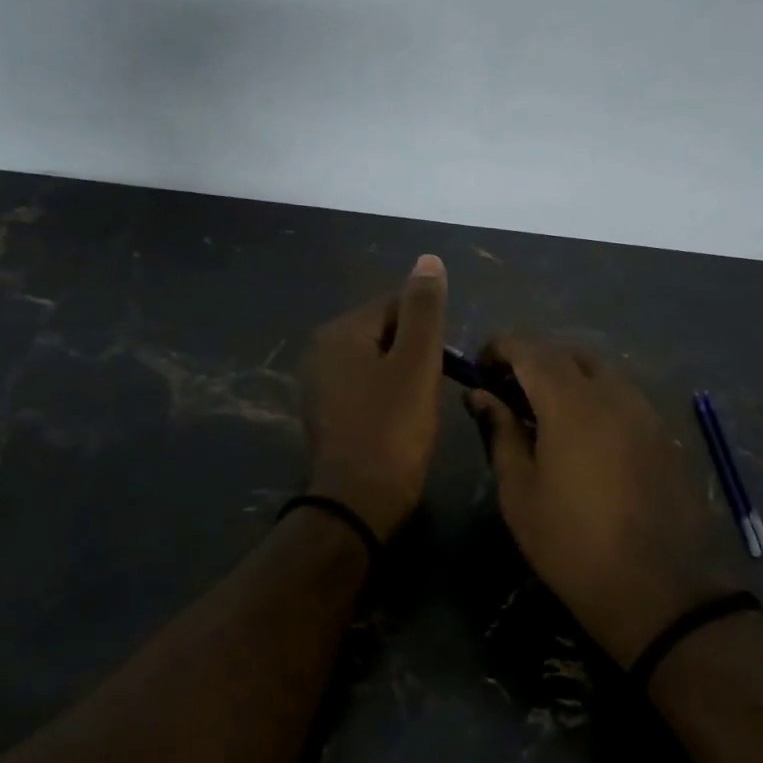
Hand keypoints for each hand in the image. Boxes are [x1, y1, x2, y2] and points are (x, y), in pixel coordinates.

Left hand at [300, 255, 448, 540]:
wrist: (358, 502)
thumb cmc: (392, 427)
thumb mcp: (417, 362)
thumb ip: (424, 309)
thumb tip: (428, 260)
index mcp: (339, 332)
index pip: (395, 305)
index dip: (428, 331)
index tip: (444, 365)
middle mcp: (320, 351)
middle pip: (384, 332)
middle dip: (415, 353)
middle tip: (433, 388)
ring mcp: (318, 385)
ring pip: (376, 362)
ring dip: (403, 376)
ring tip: (420, 407)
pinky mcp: (325, 414)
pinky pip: (364, 389)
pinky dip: (386, 397)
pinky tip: (399, 422)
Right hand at [467, 338, 738, 665]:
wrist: (659, 591)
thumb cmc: (572, 544)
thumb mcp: (520, 491)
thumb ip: (499, 432)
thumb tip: (479, 395)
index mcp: (571, 402)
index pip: (529, 348)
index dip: (500, 347)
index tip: (478, 367)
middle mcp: (613, 393)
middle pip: (567, 353)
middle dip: (533, 360)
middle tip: (507, 392)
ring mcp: (645, 411)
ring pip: (600, 371)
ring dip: (566, 378)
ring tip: (543, 414)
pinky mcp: (664, 434)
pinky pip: (623, 396)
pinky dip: (595, 398)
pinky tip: (582, 437)